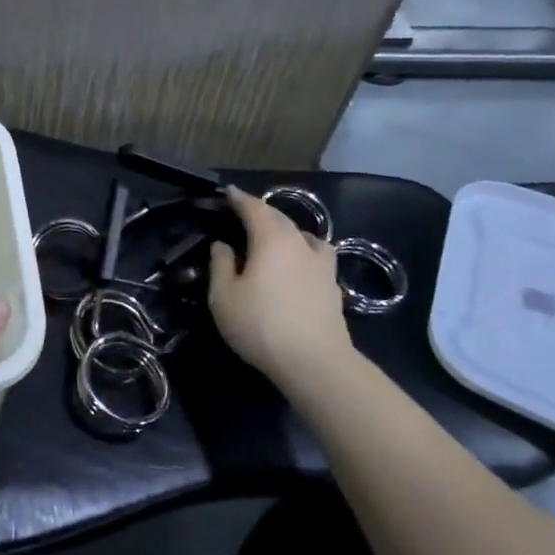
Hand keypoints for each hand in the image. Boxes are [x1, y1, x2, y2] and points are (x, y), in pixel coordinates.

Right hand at [208, 187, 354, 400]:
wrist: (315, 362)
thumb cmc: (261, 325)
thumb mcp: (224, 296)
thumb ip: (221, 265)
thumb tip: (222, 245)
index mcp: (272, 239)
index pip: (255, 208)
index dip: (240, 199)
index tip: (228, 192)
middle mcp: (300, 243)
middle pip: (280, 218)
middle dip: (261, 212)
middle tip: (244, 213)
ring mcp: (322, 265)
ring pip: (304, 235)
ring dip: (286, 230)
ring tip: (274, 237)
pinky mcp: (333, 286)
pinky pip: (316, 255)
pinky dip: (303, 251)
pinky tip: (298, 264)